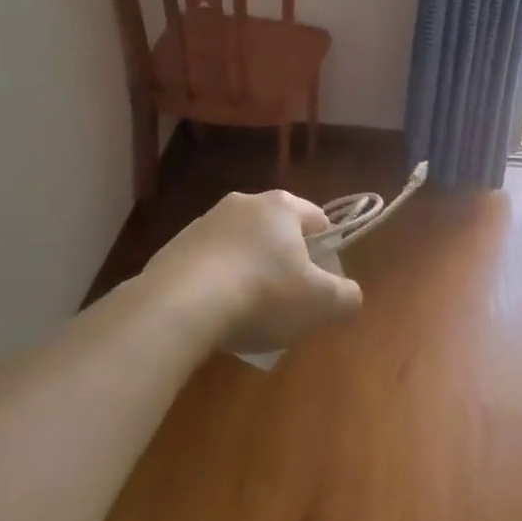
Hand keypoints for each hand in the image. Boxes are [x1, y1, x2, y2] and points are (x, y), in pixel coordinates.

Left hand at [142, 190, 362, 353]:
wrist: (179, 306)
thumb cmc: (263, 294)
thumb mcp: (321, 303)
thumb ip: (346, 296)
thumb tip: (348, 295)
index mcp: (282, 205)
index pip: (318, 220)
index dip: (326, 253)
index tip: (321, 285)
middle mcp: (243, 203)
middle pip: (277, 233)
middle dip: (284, 264)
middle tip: (286, 303)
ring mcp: (204, 223)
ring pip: (240, 248)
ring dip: (248, 274)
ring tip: (246, 316)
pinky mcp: (173, 247)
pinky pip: (207, 266)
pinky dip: (215, 285)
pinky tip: (214, 317)